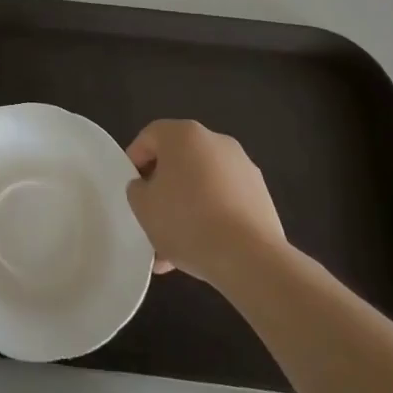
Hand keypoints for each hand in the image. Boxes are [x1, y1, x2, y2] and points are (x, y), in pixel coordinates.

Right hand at [126, 121, 285, 286]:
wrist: (250, 257)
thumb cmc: (187, 221)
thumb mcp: (143, 206)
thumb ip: (137, 189)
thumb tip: (147, 187)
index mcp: (184, 134)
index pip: (150, 137)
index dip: (134, 161)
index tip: (131, 190)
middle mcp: (215, 141)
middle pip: (178, 161)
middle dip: (163, 190)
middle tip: (152, 219)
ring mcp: (242, 167)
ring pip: (202, 184)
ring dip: (186, 209)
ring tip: (173, 249)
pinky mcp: (261, 195)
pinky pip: (225, 201)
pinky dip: (212, 218)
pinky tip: (201, 251)